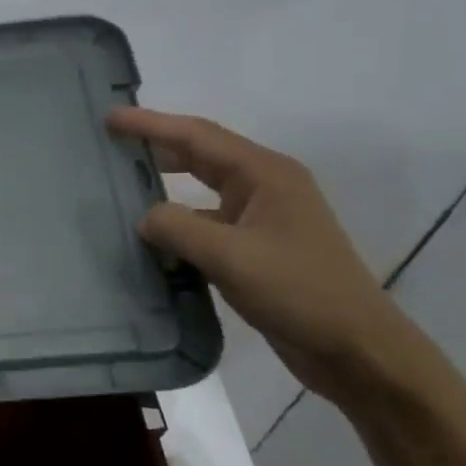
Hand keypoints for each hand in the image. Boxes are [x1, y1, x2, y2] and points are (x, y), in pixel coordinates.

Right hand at [107, 108, 431, 404]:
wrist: (355, 348)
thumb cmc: (298, 292)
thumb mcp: (230, 257)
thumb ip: (178, 228)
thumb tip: (144, 218)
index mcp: (264, 175)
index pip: (197, 137)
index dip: (151, 124)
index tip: (110, 118)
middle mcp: (265, 187)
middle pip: (201, 155)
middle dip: (157, 147)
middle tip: (111, 146)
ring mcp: (263, 218)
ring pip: (203, 192)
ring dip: (166, 187)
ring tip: (123, 187)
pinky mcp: (258, 248)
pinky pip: (208, 225)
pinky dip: (179, 226)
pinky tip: (153, 241)